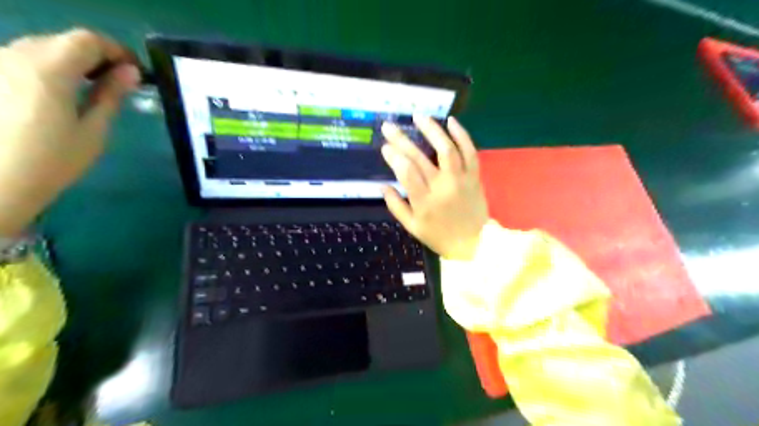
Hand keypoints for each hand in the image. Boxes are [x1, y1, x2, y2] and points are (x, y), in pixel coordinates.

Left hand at [0, 29, 137, 236]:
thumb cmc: (53, 161)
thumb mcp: (93, 129)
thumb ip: (111, 95)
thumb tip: (131, 72)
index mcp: (47, 69)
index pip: (88, 40)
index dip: (117, 50)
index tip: (136, 71)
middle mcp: (14, 55)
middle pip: (63, 40)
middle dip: (96, 56)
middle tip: (118, 82)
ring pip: (41, 48)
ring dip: (71, 61)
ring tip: (91, 88)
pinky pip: (22, 59)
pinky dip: (48, 68)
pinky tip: (59, 92)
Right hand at [383, 115, 488, 258]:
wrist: (473, 243)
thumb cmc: (439, 236)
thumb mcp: (412, 227)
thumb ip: (396, 206)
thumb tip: (382, 185)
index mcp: (424, 202)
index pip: (406, 173)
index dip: (394, 157)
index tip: (385, 147)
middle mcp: (442, 187)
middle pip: (420, 158)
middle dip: (402, 140)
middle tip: (389, 126)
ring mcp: (461, 180)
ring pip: (447, 149)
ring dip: (432, 130)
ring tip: (419, 116)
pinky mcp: (474, 176)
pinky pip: (470, 152)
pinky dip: (461, 135)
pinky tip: (450, 121)